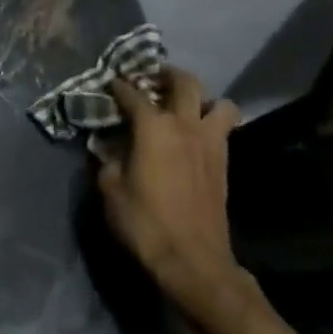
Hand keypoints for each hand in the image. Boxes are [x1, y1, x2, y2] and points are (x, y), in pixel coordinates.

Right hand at [97, 67, 246, 317]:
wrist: (192, 258)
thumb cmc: (144, 222)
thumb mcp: (110, 190)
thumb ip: (108, 160)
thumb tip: (108, 146)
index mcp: (154, 128)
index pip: (133, 95)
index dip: (120, 86)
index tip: (111, 83)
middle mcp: (186, 126)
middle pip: (184, 83)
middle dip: (167, 75)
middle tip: (153, 77)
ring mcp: (211, 143)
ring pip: (219, 103)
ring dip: (203, 99)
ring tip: (186, 107)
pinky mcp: (224, 163)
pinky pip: (223, 129)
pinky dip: (211, 123)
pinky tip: (195, 136)